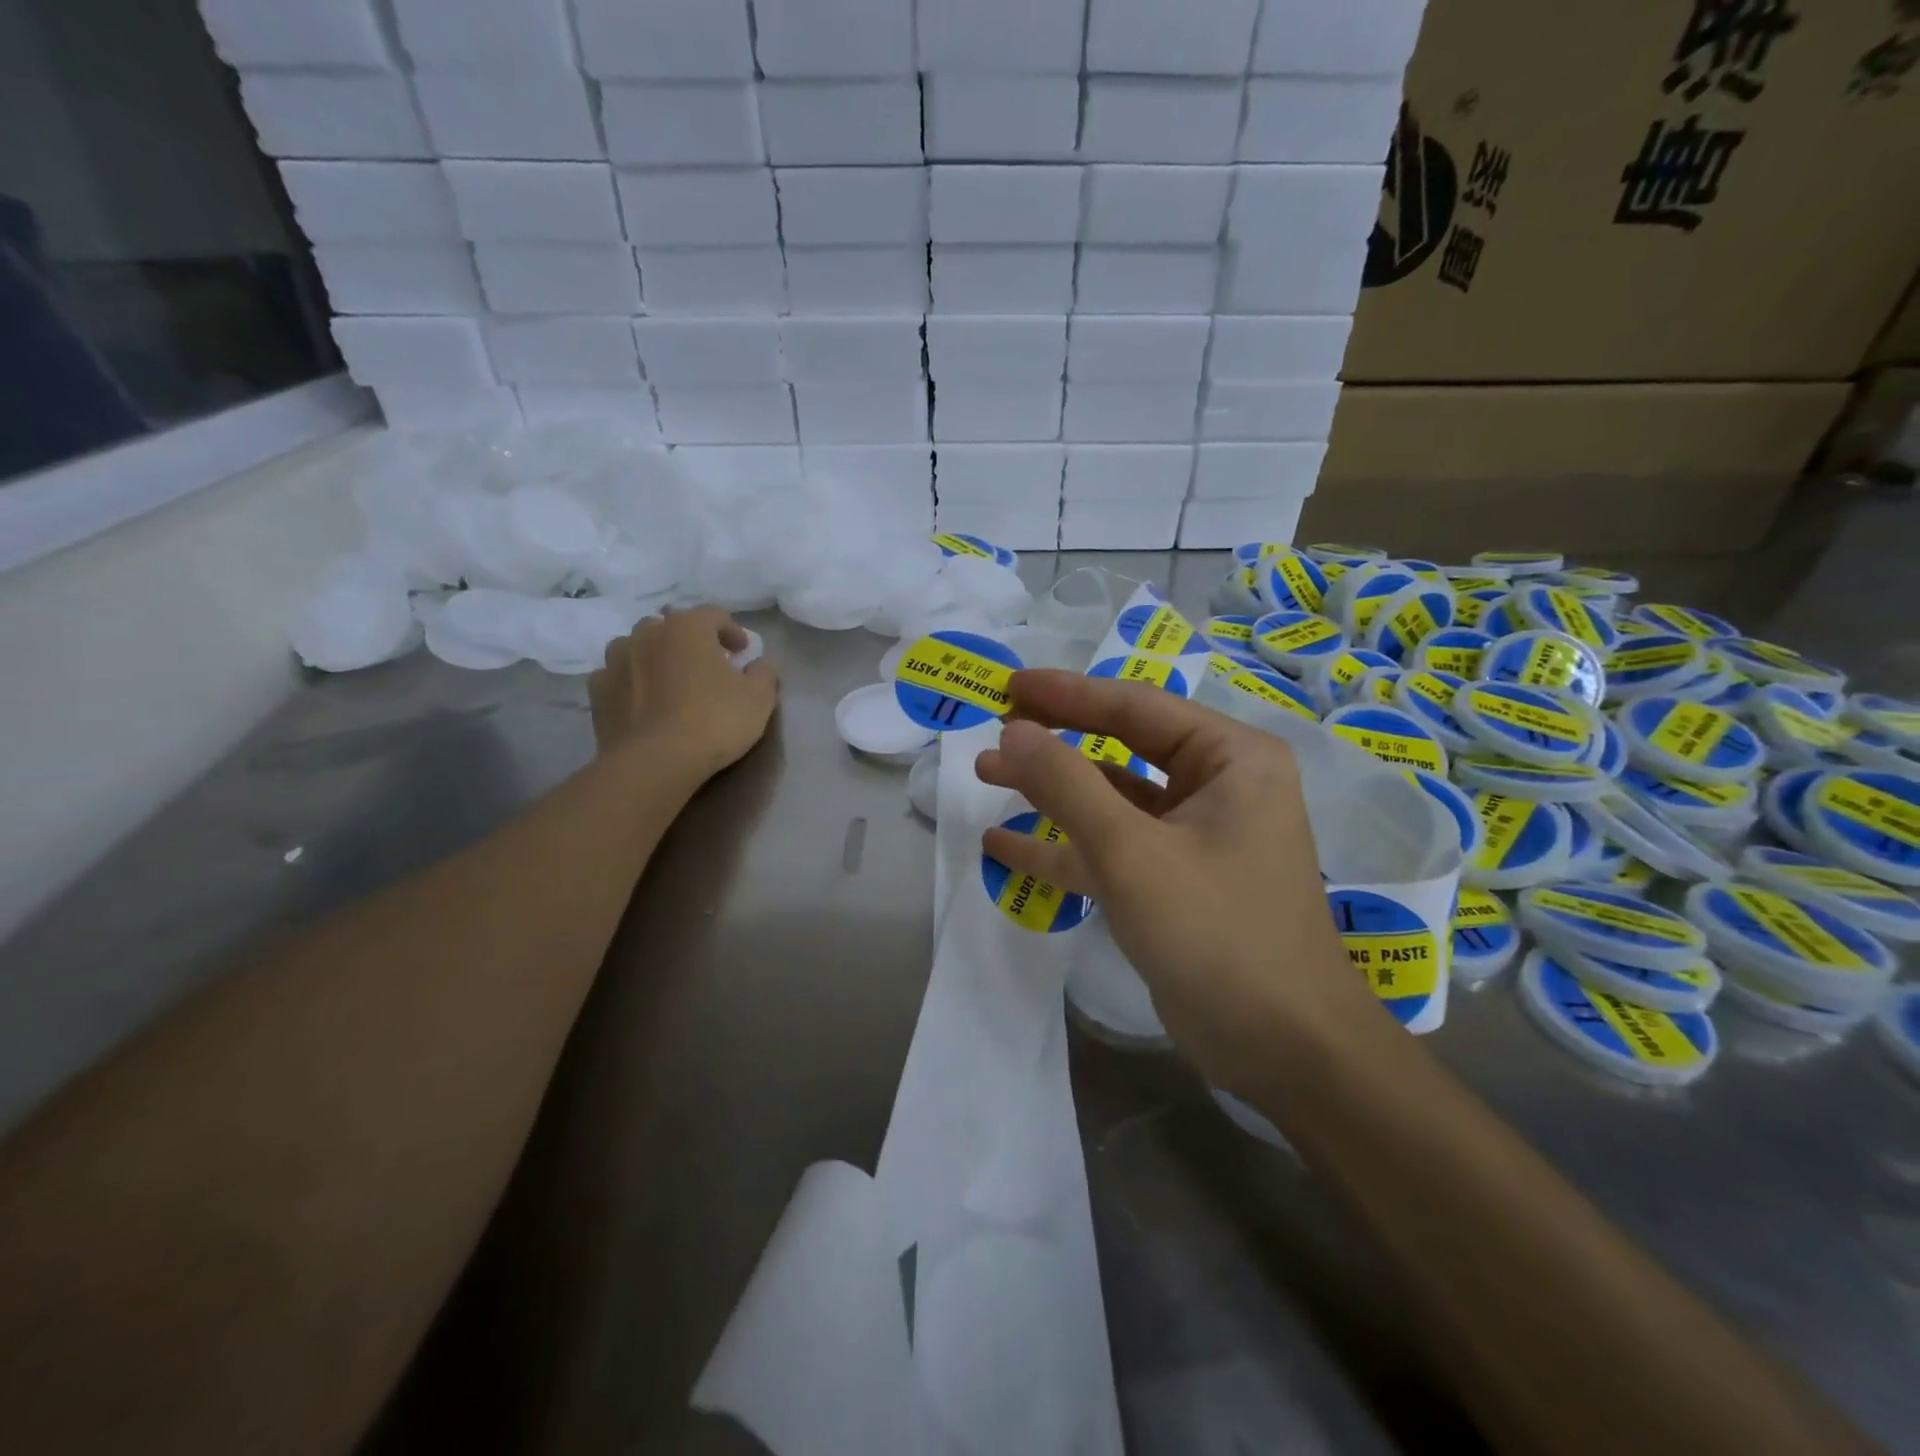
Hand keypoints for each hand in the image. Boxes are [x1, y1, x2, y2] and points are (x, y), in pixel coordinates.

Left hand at [588, 607, 778, 777]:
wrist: (656, 761)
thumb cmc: (714, 721)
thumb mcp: (759, 698)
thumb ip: (764, 673)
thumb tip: (761, 663)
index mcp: (688, 628)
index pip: (714, 615)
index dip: (732, 631)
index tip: (742, 653)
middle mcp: (647, 633)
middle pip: (672, 627)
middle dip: (690, 642)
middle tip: (707, 666)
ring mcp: (616, 660)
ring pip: (638, 647)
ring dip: (655, 657)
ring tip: (670, 682)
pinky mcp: (598, 691)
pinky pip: (617, 677)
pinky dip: (631, 683)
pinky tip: (643, 702)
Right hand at [976, 671, 1381, 1094]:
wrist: (1285, 1052)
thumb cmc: (1217, 933)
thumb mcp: (1131, 852)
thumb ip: (1066, 785)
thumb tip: (1012, 731)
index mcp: (1230, 758)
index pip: (1135, 706)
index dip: (1065, 693)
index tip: (1007, 686)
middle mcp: (1218, 787)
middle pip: (1122, 746)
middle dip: (1055, 742)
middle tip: (993, 730)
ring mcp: (1195, 839)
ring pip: (1112, 799)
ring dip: (1051, 792)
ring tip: (986, 775)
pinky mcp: (1174, 884)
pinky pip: (1112, 849)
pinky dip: (1062, 848)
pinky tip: (1004, 847)